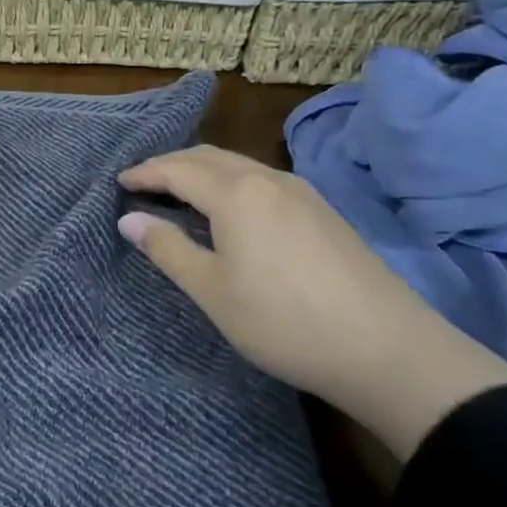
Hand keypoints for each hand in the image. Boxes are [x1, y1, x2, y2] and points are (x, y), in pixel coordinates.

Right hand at [118, 146, 506, 459]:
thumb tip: (129, 219)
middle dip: (171, 164)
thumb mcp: (213, 291)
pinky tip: (230, 210)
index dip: (145, 173)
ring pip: (239, 165)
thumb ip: (168, 249)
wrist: (387, 349)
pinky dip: (231, 183)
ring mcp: (302, 193)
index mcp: (236, 194)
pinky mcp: (323, 211)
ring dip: (203, 171)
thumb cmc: (284, 322)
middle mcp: (268, 179)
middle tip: (143, 182)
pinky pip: (262, 180)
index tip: (119, 182)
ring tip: (180, 193)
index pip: (177, 169)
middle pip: (209, 157)